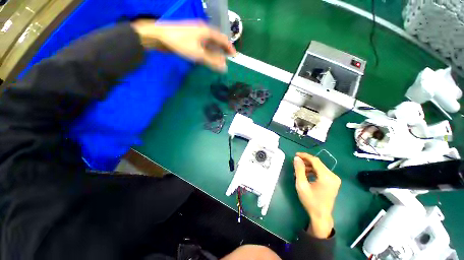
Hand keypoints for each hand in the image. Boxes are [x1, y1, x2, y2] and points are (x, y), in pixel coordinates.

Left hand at [131, 19, 235, 71]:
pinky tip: (207, 58)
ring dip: (215, 53)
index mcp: (207, 31)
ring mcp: (196, 34)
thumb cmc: (180, 43)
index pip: (223, 39)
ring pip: (210, 44)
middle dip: (223, 51)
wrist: (159, 36)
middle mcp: (203, 31)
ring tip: (219, 61)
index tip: (234, 56)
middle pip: (217, 41)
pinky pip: (203, 45)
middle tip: (227, 60)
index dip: (230, 48)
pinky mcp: (191, 38)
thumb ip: (212, 61)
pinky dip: (208, 52)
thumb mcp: (198, 54)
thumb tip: (224, 68)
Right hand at [293, 152, 340, 238]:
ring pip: (319, 167)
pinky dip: (313, 171)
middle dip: (306, 161)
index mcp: (327, 177)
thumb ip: (299, 170)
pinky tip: (306, 174)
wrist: (321, 215)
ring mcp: (334, 179)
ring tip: (299, 170)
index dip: (305, 156)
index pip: (315, 161)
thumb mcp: (301, 184)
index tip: (295, 155)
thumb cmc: (310, 201)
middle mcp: (333, 176)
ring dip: (309, 167)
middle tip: (296, 162)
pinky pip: (322, 172)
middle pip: (318, 163)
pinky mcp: (333, 182)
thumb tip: (296, 158)